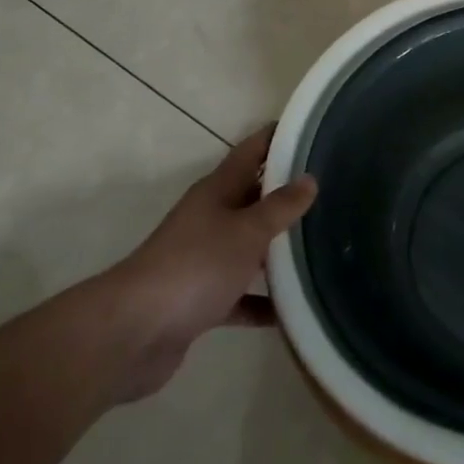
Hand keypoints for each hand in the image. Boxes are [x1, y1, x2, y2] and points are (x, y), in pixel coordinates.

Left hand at [96, 127, 317, 401]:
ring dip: (277, 249)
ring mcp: (203, 260)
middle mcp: (210, 218)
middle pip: (253, 197)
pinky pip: (240, 294)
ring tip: (321, 247)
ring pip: (248, 247)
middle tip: (331, 190)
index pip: (251, 151)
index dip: (277, 137)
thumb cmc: (196, 265)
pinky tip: (291, 310)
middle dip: (286, 194)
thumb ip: (281, 207)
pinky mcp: (200, 300)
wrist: (133, 333)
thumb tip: (310, 179)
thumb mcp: (247, 231)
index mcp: (217, 191)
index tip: (310, 130)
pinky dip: (262, 301)